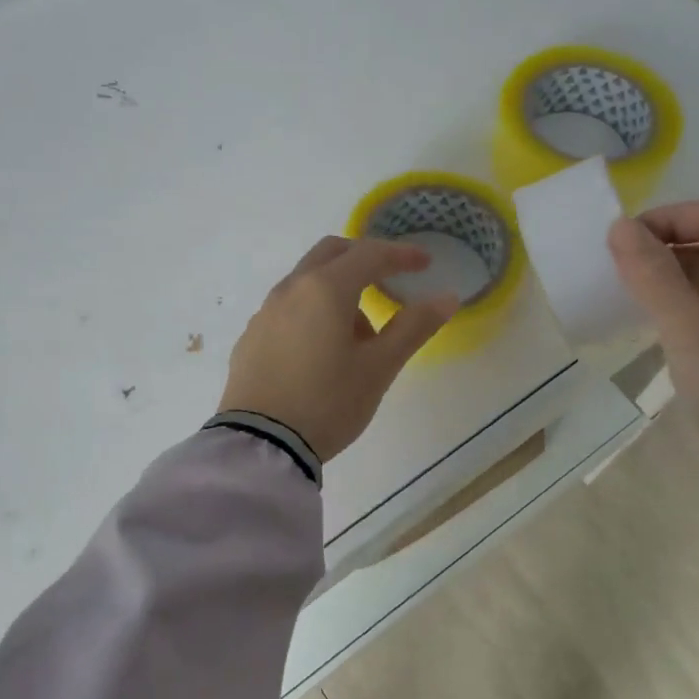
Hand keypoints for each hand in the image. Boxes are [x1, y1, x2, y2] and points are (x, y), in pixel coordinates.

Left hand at [219, 237, 458, 461]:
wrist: (259, 445)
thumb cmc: (327, 403)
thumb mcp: (378, 368)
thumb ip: (413, 327)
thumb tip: (446, 297)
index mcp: (325, 288)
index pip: (369, 254)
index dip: (401, 255)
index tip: (425, 263)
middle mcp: (291, 289)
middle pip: (332, 253)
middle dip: (364, 259)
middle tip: (389, 279)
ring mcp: (266, 312)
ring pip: (308, 281)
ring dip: (339, 289)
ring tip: (360, 337)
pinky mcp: (251, 337)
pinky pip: (289, 307)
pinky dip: (314, 311)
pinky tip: (322, 352)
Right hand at [608, 198, 698, 520]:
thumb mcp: (693, 333)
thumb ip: (653, 275)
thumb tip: (618, 227)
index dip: (671, 217)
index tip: (621, 242)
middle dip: (665, 246)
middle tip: (614, 268)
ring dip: (668, 278)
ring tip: (622, 293)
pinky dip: (678, 308)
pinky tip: (646, 324)